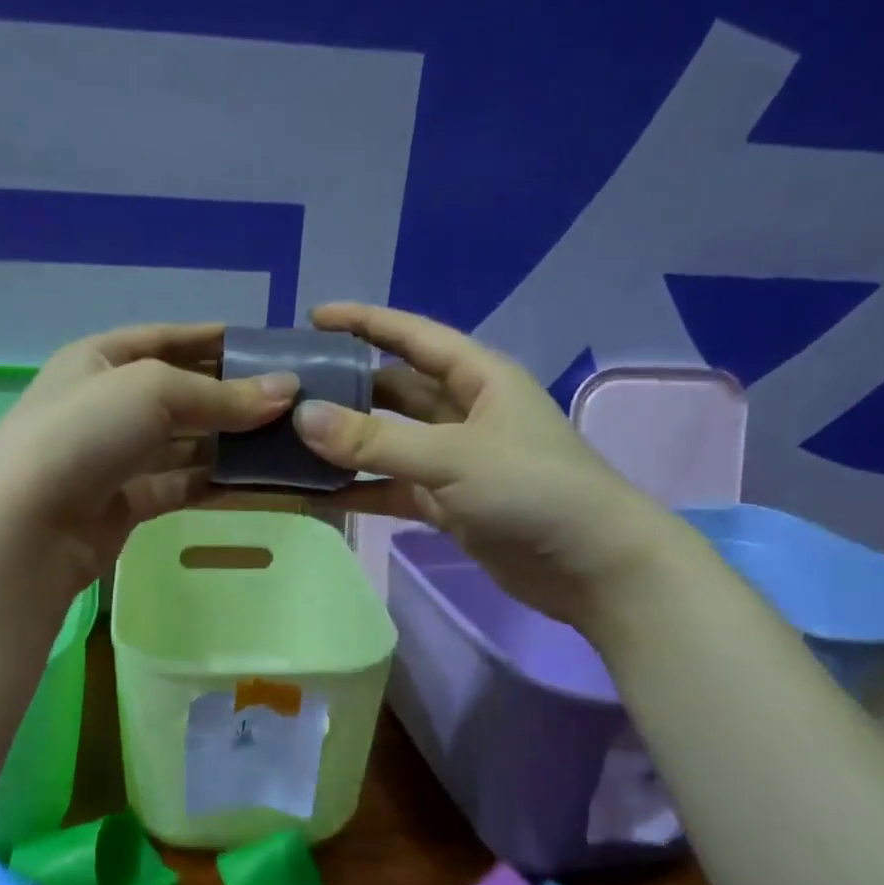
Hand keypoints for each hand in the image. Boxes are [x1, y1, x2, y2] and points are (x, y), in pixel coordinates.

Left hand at [0, 322, 298, 599]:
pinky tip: (254, 483)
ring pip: (183, 443)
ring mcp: (114, 457)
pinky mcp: (125, 503)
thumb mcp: (154, 391)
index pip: (165, 339)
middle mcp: (105, 404)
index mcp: (99, 359)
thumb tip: (288, 390)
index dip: (214, 340)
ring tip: (285, 443)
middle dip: (231, 397)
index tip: (268, 347)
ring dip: (228, 443)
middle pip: (179, 393)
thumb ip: (222, 395)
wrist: (28, 526)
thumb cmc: (85, 433)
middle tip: (291, 402)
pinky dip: (214, 483)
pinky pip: (180, 485)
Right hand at [295, 303, 678, 627]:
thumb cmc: (531, 489)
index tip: (313, 318)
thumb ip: (376, 441)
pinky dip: (362, 492)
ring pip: (391, 443)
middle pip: (396, 390)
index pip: (413, 337)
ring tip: (293, 441)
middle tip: (292, 390)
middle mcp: (466, 413)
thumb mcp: (451, 457)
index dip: (365, 323)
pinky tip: (319, 496)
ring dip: (349, 444)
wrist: (591, 566)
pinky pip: (395, 489)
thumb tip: (304, 417)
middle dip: (349, 388)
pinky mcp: (450, 505)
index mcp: (479, 378)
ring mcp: (456, 462)